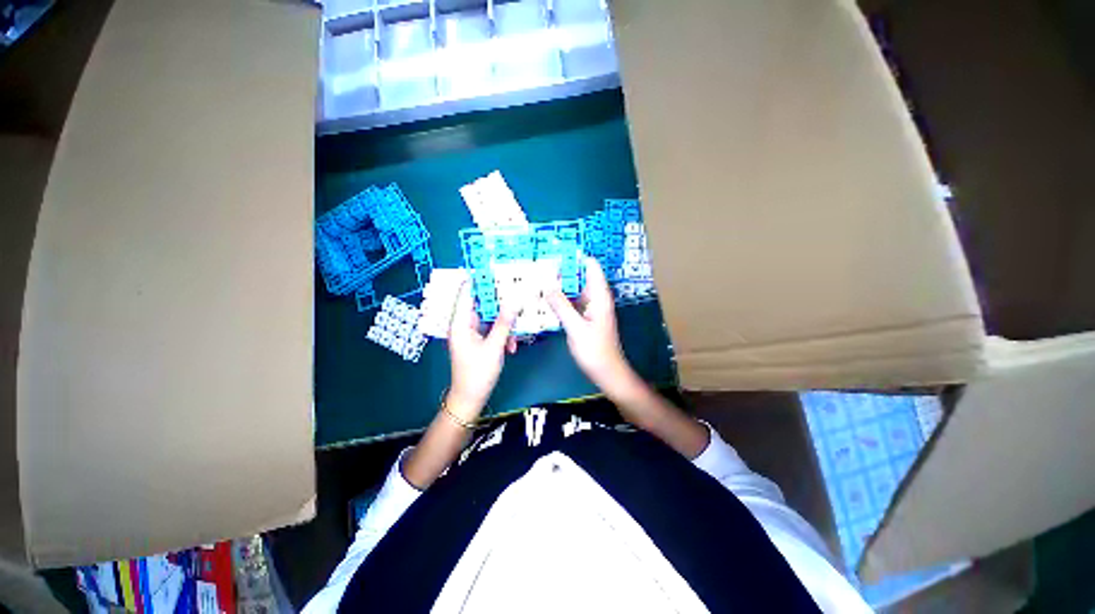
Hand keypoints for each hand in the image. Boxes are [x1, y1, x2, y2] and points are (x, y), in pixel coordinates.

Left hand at [446, 279, 516, 419]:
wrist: (471, 398)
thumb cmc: (478, 373)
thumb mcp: (494, 346)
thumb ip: (504, 323)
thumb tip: (514, 300)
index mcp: (461, 323)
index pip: (467, 294)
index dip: (478, 280)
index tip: (494, 268)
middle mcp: (464, 324)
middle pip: (483, 305)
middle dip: (500, 303)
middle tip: (517, 294)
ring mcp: (472, 333)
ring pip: (491, 319)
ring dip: (505, 325)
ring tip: (516, 335)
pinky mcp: (479, 341)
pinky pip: (492, 331)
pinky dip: (503, 336)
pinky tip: (512, 347)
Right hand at [546, 258, 635, 396]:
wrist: (606, 371)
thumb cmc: (595, 350)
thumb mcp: (576, 327)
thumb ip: (562, 306)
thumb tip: (547, 286)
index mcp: (599, 296)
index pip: (591, 267)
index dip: (577, 256)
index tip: (558, 249)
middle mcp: (596, 298)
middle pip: (580, 276)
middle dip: (564, 269)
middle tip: (541, 263)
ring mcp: (590, 308)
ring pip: (575, 290)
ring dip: (561, 284)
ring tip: (540, 277)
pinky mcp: (584, 317)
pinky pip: (572, 302)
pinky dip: (561, 298)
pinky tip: (546, 298)